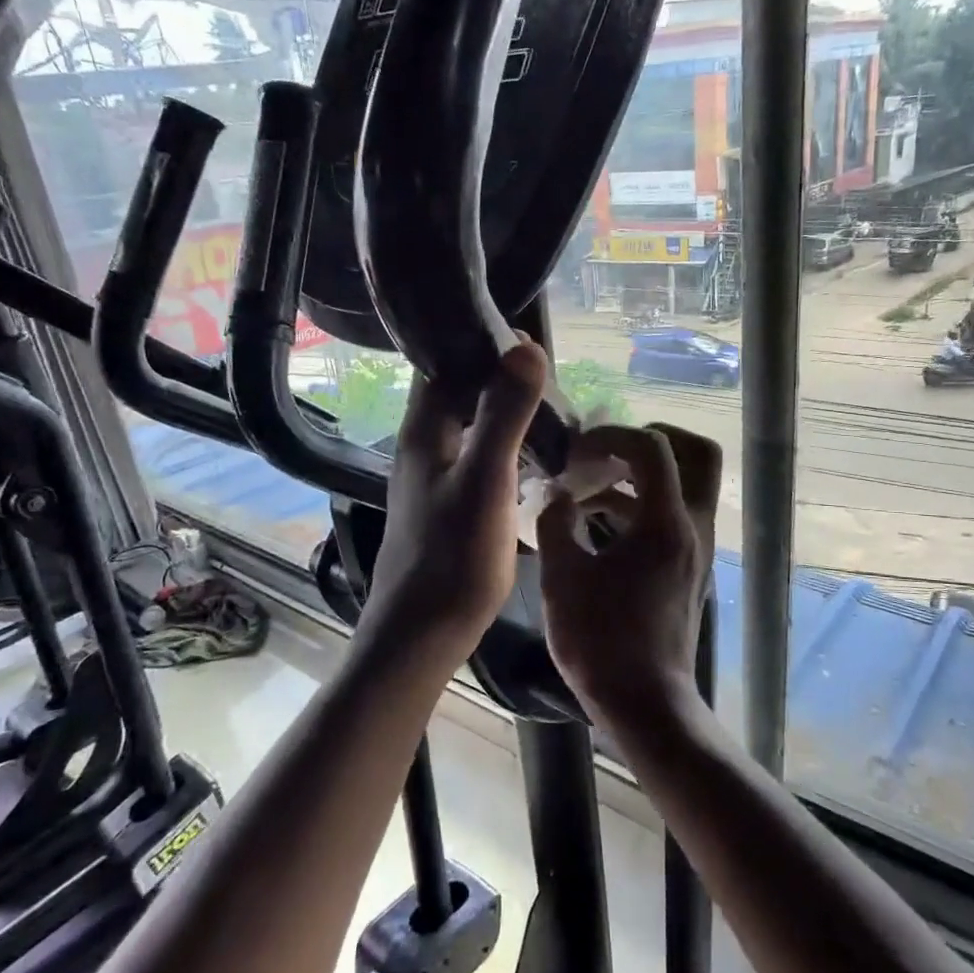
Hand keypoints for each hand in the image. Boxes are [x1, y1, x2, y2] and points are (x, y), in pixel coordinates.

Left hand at [365, 342, 547, 659]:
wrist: (423, 635)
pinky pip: (478, 458)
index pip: (441, 364)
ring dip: (503, 413)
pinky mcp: (448, 506)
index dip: (477, 343)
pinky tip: (534, 457)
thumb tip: (525, 345)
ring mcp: (433, 479)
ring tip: (551, 409)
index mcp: (423, 432)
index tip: (524, 337)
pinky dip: (504, 447)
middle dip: (497, 377)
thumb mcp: (486, 479)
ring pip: (469, 427)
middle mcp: (422, 448)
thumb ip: (504, 413)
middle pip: (457, 394)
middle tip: (548, 375)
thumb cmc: (453, 557)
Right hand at [536, 424, 721, 729]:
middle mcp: (694, 527)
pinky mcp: (689, 570)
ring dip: (642, 477)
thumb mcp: (563, 577)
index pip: (653, 448)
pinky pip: (675, 517)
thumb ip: (556, 522)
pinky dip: (643, 507)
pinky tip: (598, 527)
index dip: (612, 435)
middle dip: (653, 441)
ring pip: (686, 487)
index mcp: (667, 522)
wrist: (644, 703)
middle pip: (697, 455)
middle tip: (610, 451)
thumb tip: (558, 494)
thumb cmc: (601, 641)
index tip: (576, 452)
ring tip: (588, 492)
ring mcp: (697, 550)